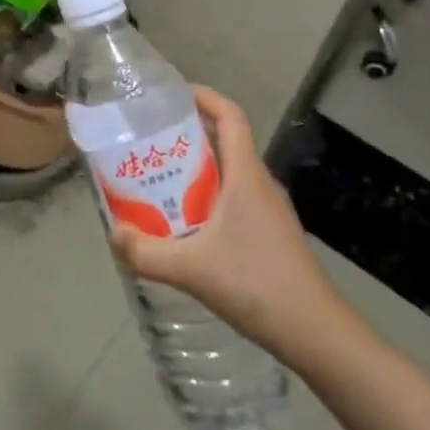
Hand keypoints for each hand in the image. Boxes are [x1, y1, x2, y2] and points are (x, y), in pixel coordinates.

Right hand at [110, 87, 367, 364]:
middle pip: (224, 140)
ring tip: (158, 179)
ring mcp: (267, 209)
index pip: (230, 115)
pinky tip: (185, 224)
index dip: (203, 96)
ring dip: (195, 167)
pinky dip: (207, 196)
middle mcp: (259, 182)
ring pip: (228, 171)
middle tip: (149, 140)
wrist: (316, 334)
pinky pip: (233, 197)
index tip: (171, 95)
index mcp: (246, 173)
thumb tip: (113, 234)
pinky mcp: (269, 233)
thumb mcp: (193, 269)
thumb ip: (147, 252)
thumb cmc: (258, 284)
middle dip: (187, 134)